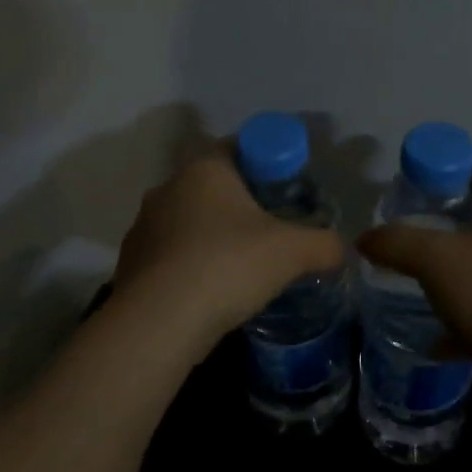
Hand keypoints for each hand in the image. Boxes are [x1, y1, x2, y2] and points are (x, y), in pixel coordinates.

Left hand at [111, 142, 344, 341]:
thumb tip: (341, 250)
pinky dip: (191, 266)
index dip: (266, 163)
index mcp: (205, 169)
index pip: (238, 147)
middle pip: (214, 185)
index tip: (286, 189)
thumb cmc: (227, 266)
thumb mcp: (292, 252)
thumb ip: (324, 244)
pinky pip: (171, 255)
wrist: (158, 324)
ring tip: (242, 265)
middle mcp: (168, 187)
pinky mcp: (130, 263)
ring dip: (213, 236)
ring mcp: (143, 226)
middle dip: (241, 203)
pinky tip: (211, 291)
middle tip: (272, 228)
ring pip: (190, 221)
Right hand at [357, 150, 471, 366]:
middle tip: (407, 224)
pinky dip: (465, 307)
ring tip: (417, 273)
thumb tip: (364, 239)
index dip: (441, 162)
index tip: (410, 181)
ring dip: (453, 262)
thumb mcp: (434, 261)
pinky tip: (437, 332)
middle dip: (442, 214)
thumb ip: (396, 242)